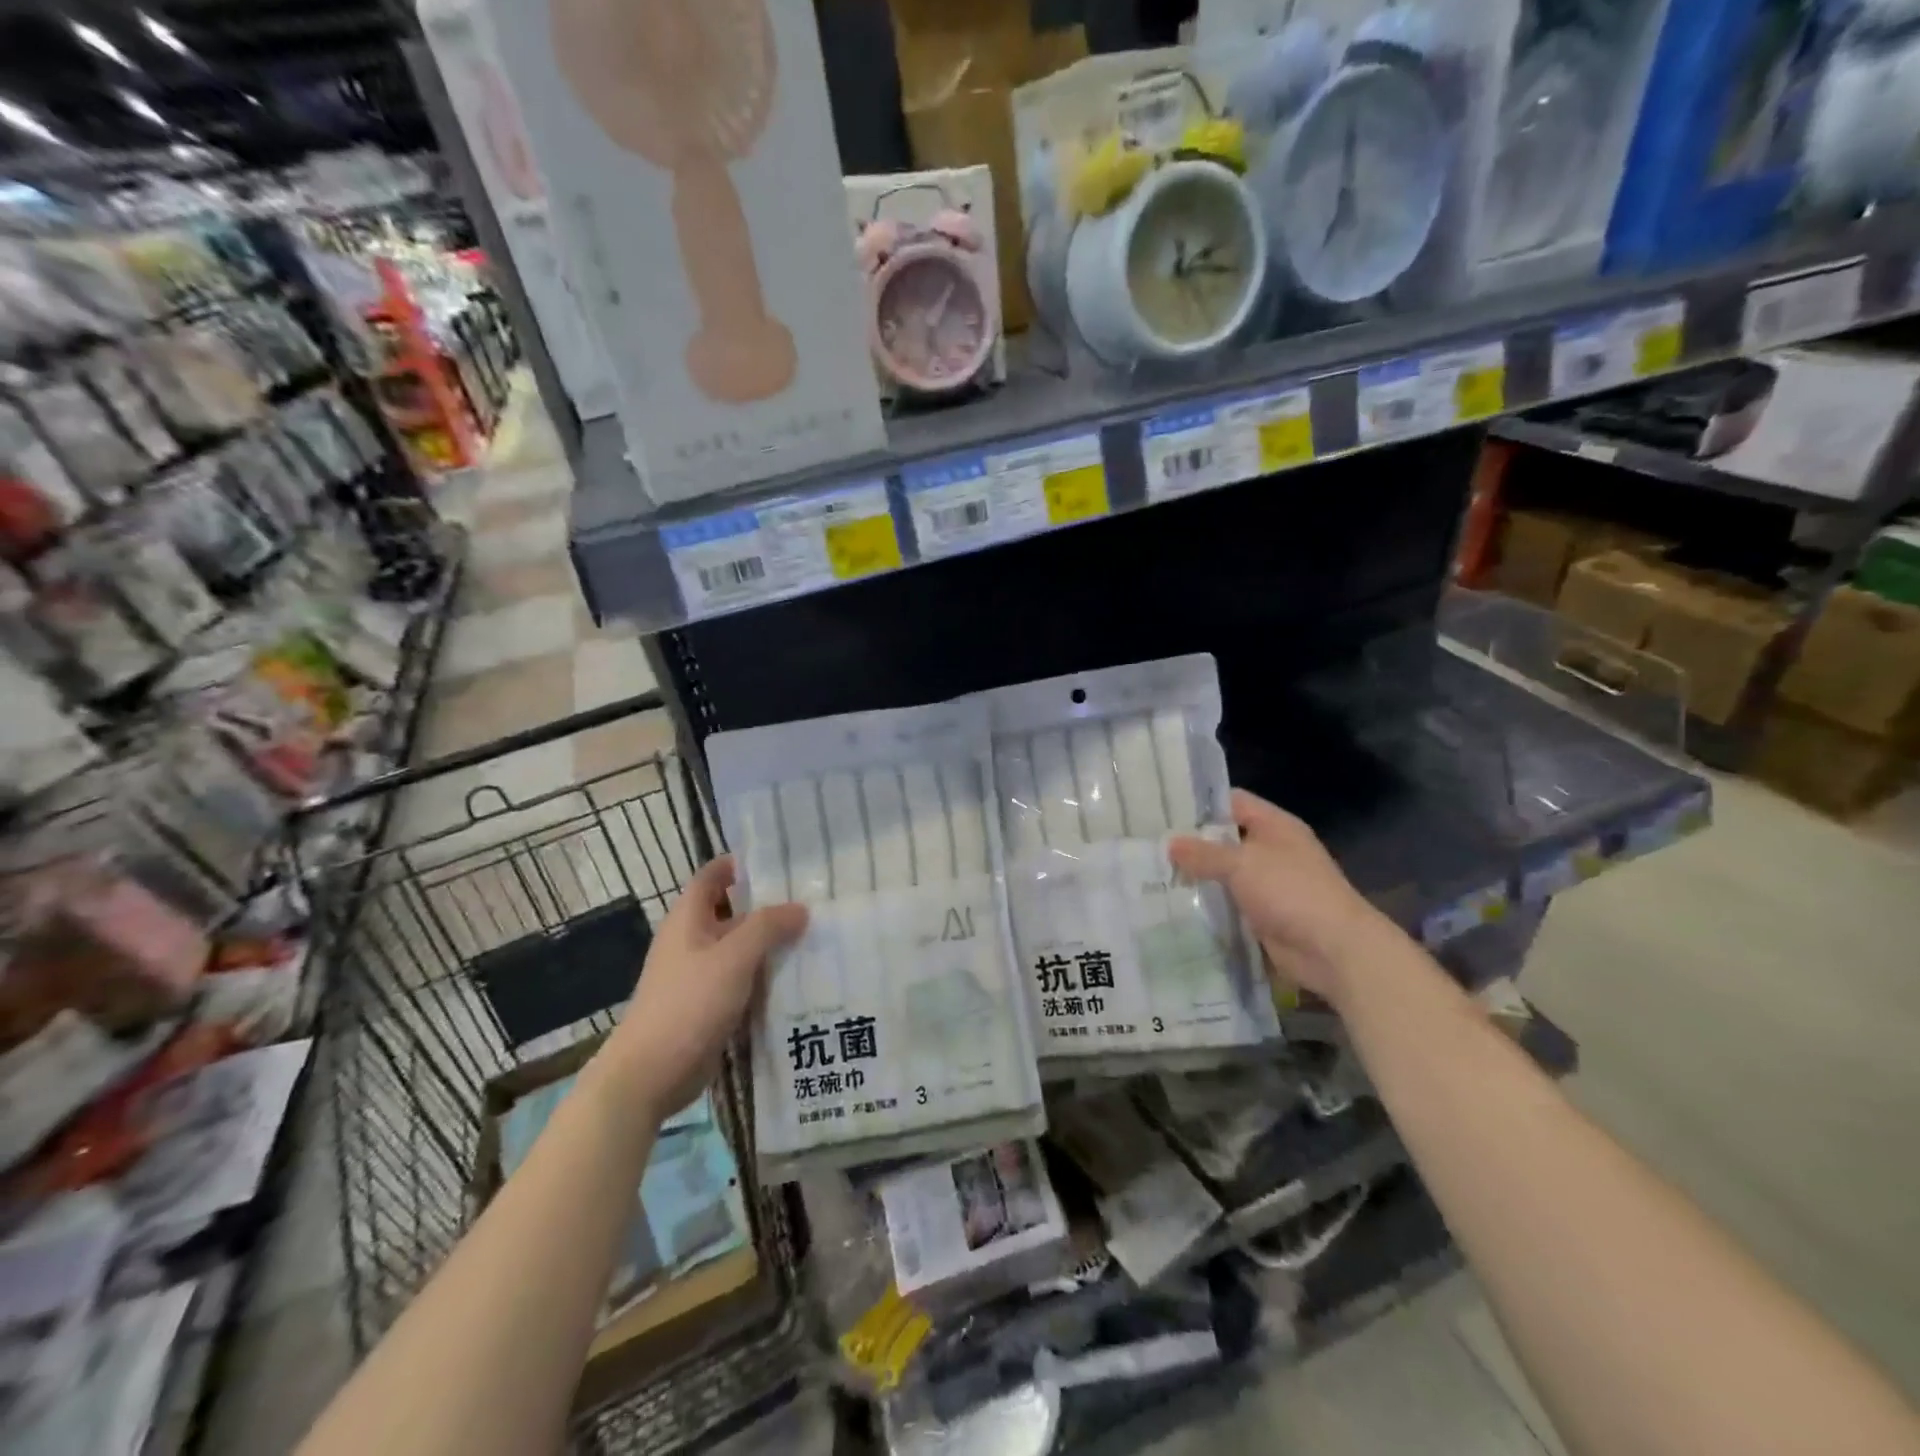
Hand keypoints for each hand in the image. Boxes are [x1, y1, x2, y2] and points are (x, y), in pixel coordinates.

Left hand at [599, 855, 806, 1120]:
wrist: (650, 1075)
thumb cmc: (688, 1004)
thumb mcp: (733, 958)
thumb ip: (768, 927)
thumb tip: (801, 908)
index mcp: (688, 919)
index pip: (714, 876)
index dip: (741, 863)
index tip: (781, 861)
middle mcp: (693, 941)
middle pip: (733, 912)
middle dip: (768, 906)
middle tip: (813, 900)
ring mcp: (700, 975)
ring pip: (741, 949)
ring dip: (771, 944)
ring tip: (816, 936)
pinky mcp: (709, 1006)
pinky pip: (742, 980)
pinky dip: (766, 977)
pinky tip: (799, 979)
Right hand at [1169, 790, 1391, 1005]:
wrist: (1334, 950)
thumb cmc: (1291, 892)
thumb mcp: (1242, 864)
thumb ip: (1203, 853)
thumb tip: (1169, 843)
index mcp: (1275, 826)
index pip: (1232, 802)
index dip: (1199, 803)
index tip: (1162, 809)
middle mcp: (1272, 850)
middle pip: (1225, 838)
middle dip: (1191, 843)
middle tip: (1149, 844)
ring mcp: (1269, 884)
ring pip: (1224, 873)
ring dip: (1197, 876)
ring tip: (1153, 873)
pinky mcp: (1263, 915)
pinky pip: (1229, 903)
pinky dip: (1208, 904)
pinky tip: (1175, 904)